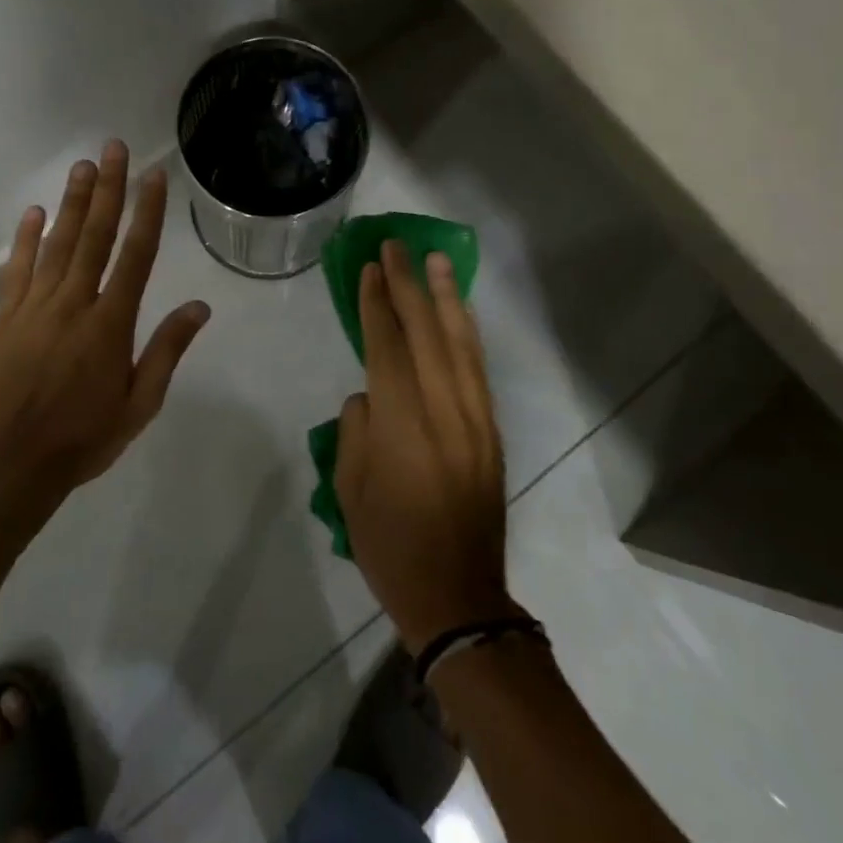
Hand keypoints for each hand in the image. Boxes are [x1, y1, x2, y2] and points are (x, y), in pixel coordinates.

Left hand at [0, 139, 210, 490]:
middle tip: (112, 148)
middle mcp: (74, 303)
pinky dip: (25, 239)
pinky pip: (17, 270)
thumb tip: (199, 306)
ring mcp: (35, 307)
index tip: (153, 175)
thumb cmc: (85, 437)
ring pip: (57, 244)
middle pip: (94, 236)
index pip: (136, 254)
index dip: (147, 211)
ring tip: (82, 166)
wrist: (12, 465)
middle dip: (108, 189)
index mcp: (111, 323)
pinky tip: (34, 212)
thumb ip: (167, 350)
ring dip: (72, 203)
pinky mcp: (5, 319)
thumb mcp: (140, 403)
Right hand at [337, 241, 514, 652]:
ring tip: (437, 259)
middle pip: (427, 334)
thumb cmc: (390, 545)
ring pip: (461, 344)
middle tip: (397, 245)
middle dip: (409, 285)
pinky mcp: (492, 431)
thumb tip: (372, 394)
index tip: (370, 267)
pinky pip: (478, 369)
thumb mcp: (350, 487)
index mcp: (403, 426)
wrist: (459, 596)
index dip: (377, 304)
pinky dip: (467, 333)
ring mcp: (475, 420)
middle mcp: (445, 411)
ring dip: (447, 297)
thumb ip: (357, 428)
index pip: (388, 347)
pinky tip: (460, 312)